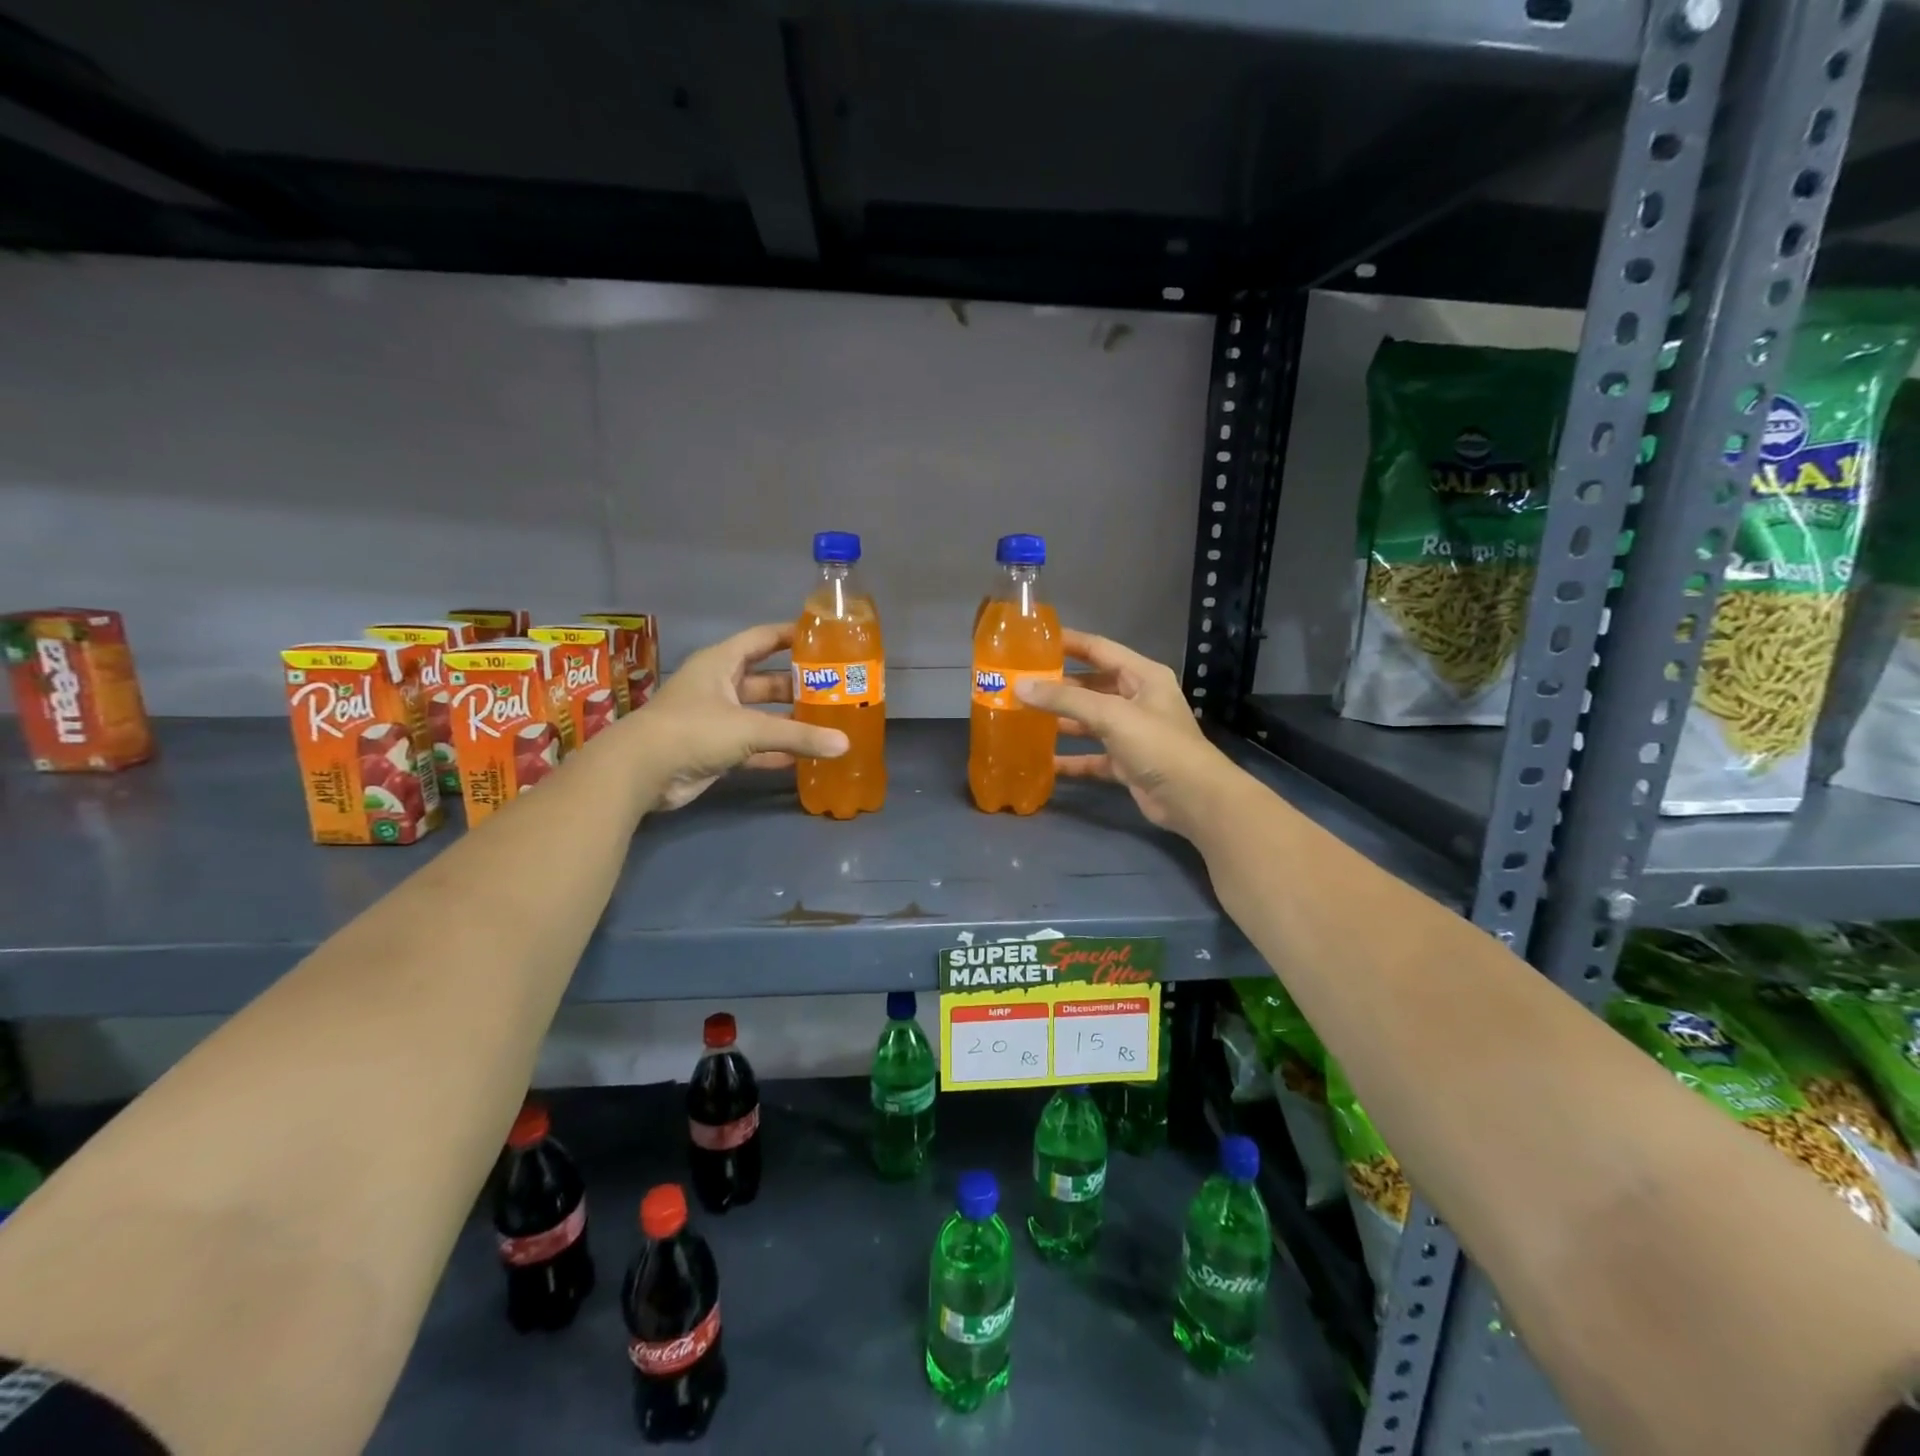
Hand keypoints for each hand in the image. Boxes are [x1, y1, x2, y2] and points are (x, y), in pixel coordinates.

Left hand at [622, 623, 847, 811]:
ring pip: (761, 715)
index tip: (824, 638)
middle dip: (797, 685)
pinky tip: (804, 758)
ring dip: (789, 720)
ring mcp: (716, 719)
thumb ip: (798, 736)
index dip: (790, 636)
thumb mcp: (750, 728)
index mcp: (721, 663)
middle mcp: (719, 686)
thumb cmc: (694, 730)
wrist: (641, 772)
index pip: (762, 639)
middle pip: (766, 680)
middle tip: (835, 689)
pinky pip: (753, 747)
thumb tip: (844, 745)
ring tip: (828, 723)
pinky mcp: (714, 749)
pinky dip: (775, 751)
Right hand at [1014, 630, 1241, 839]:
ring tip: (1023, 718)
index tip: (1032, 640)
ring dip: (1061, 721)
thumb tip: (1020, 687)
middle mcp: (1137, 699)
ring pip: (1089, 721)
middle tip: (1019, 683)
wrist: (1193, 799)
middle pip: (1090, 685)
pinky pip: (1092, 756)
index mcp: (1142, 676)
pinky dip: (1071, 759)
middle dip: (1057, 685)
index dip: (1067, 642)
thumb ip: (1066, 699)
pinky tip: (1043, 761)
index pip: (1098, 649)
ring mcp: (1132, 733)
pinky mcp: (1126, 762)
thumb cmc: (1157, 744)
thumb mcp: (1111, 715)